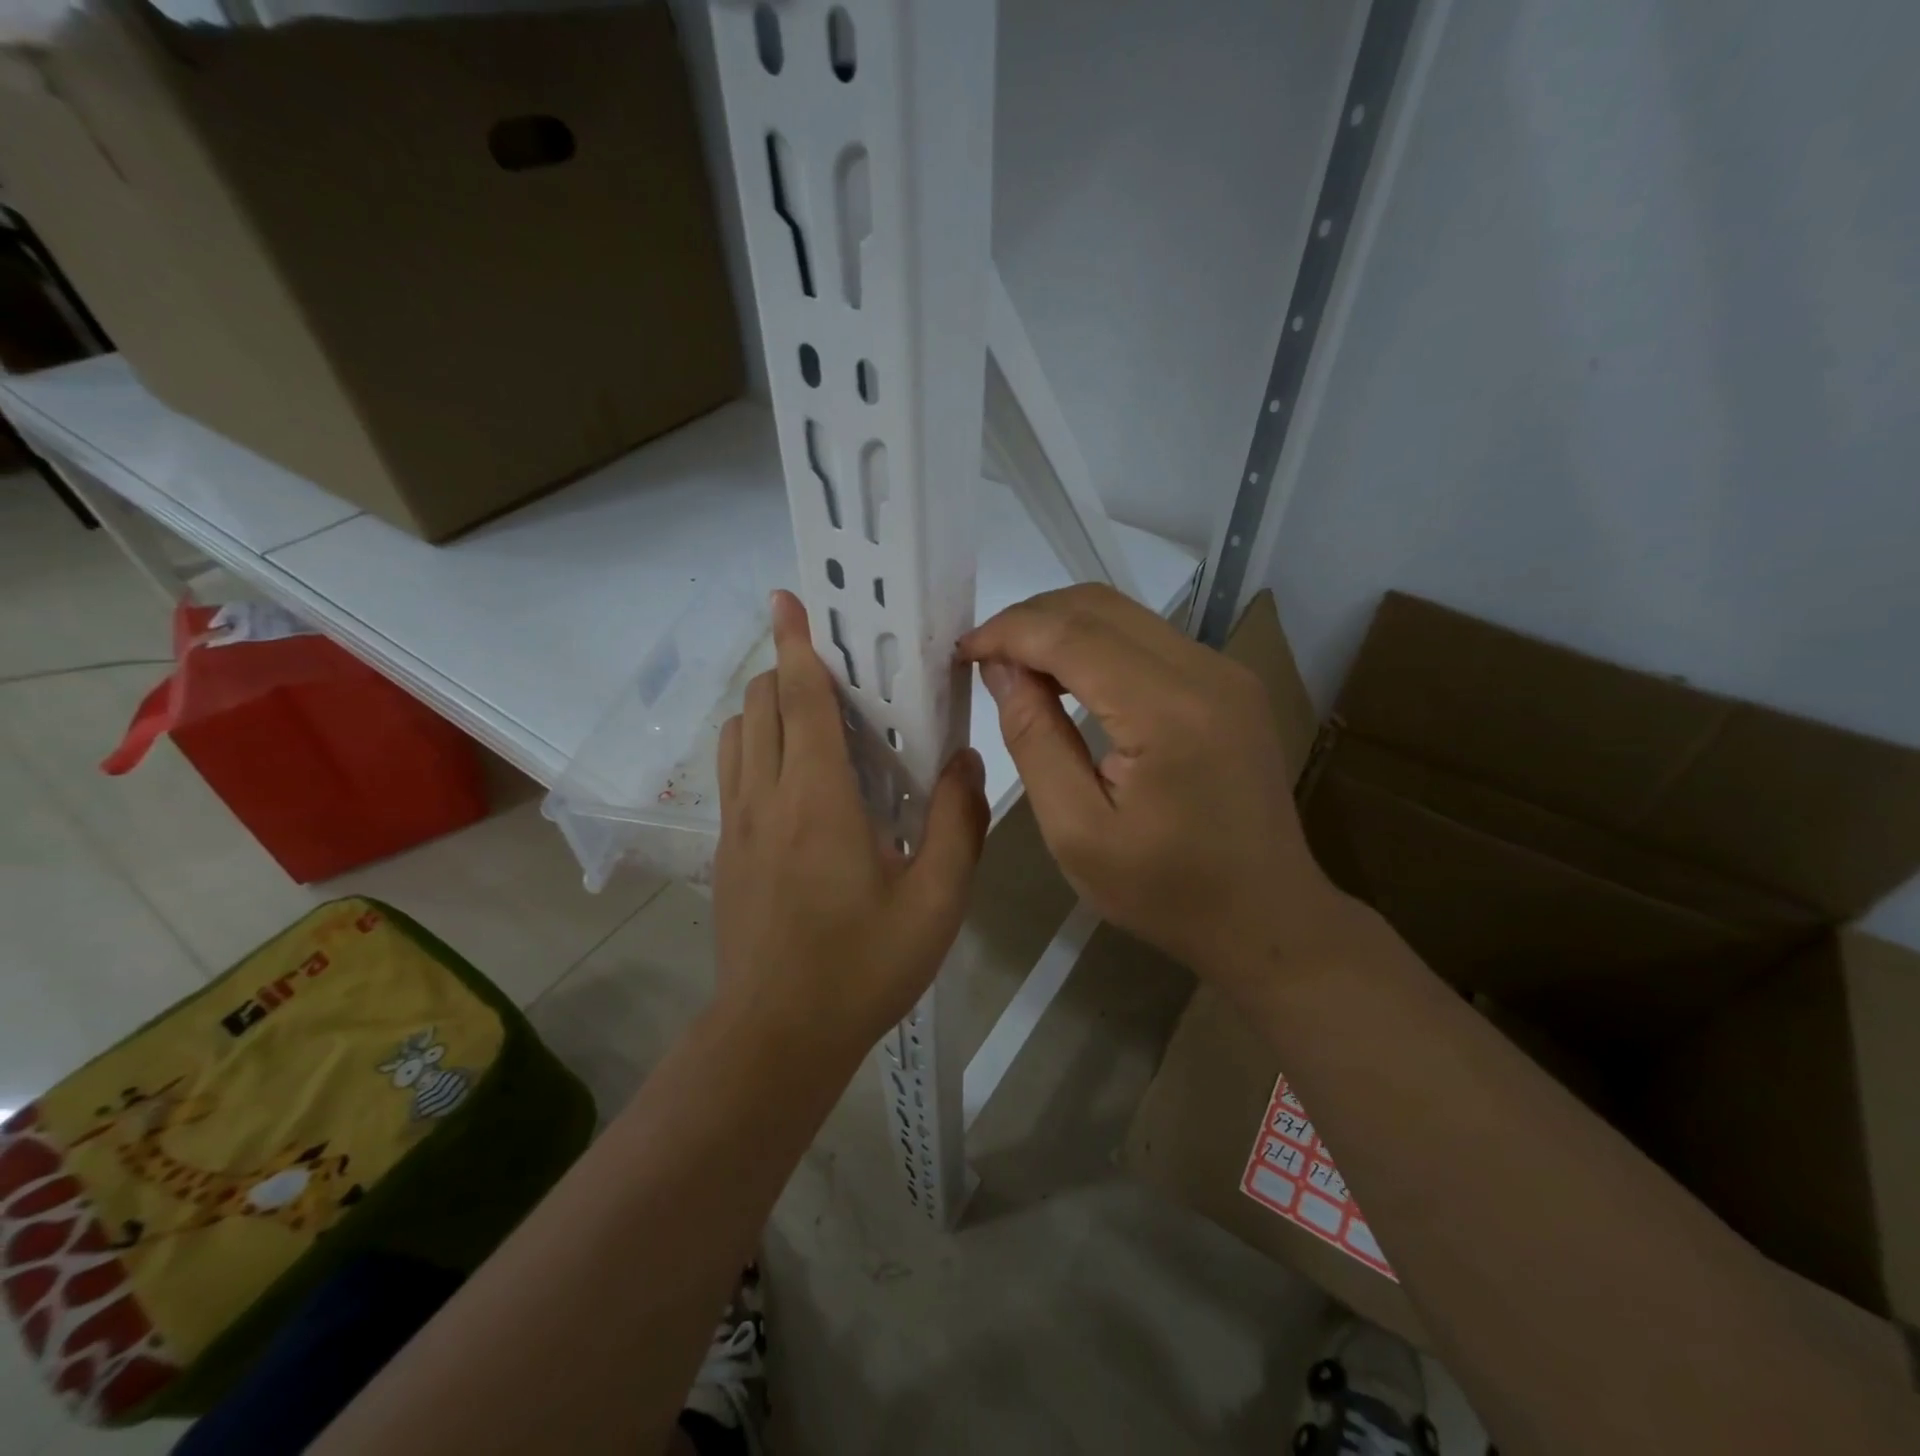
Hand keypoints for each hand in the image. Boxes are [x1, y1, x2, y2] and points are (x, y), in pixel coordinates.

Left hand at [714, 591, 989, 1054]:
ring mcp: (737, 825)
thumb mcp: (936, 902)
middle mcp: (766, 798)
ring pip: (738, 736)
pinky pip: (735, 773)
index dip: (795, 645)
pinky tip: (798, 776)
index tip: (789, 600)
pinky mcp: (726, 852)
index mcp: (817, 801)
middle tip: (836, 670)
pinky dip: (757, 745)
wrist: (777, 1036)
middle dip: (786, 670)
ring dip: (767, 707)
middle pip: (759, 706)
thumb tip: (964, 759)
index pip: (797, 700)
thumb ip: (957, 823)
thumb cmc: (862, 967)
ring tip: (815, 716)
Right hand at [962, 584, 1348, 1001]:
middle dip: (1030, 620)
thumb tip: (1003, 670)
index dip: (1009, 632)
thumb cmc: (1166, 892)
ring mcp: (1226, 672)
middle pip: (1100, 608)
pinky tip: (1068, 679)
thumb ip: (1035, 740)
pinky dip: (1096, 645)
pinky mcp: (1230, 683)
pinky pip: (1149, 639)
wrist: (1269, 918)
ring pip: (1125, 615)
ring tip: (1017, 667)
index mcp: (1169, 712)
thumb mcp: (1077, 832)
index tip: (962, 652)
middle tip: (984, 658)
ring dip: (1062, 628)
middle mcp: (1206, 672)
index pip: (1072, 635)